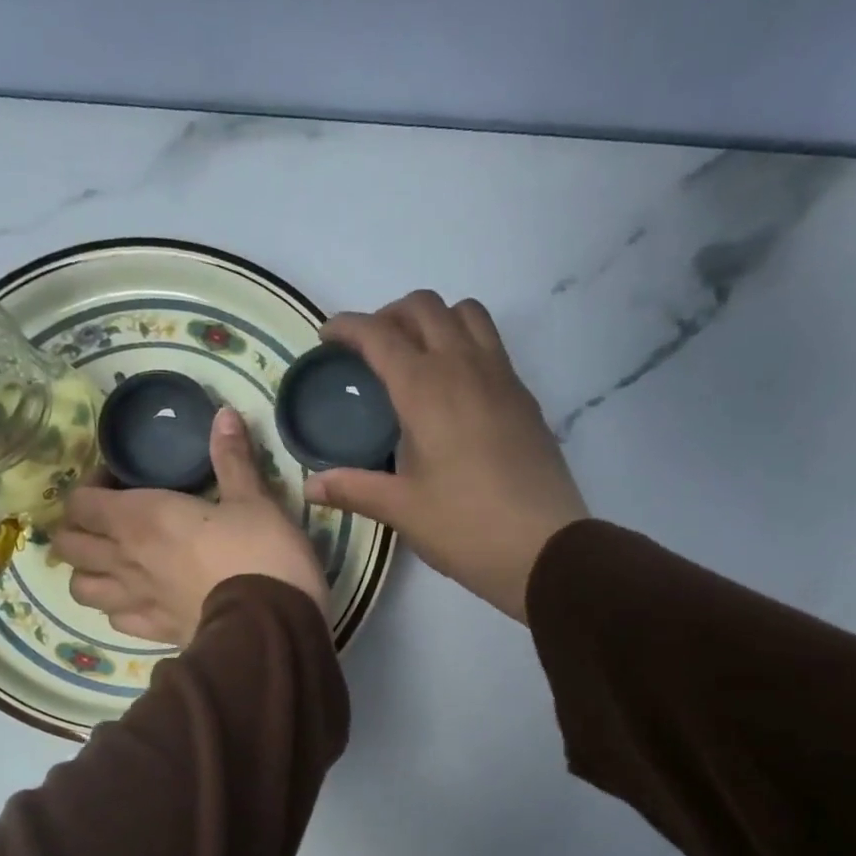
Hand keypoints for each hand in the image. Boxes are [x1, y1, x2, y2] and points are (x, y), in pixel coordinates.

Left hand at [55, 407, 329, 645]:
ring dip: (89, 572)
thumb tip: (224, 414)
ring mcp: (135, 601)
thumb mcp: (253, 499)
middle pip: (68, 545)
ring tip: (113, 564)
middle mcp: (125, 559)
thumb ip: (232, 459)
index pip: (80, 502)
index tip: (118, 481)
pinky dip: (118, 608)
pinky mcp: (154, 633)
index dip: (91, 487)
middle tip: (108, 522)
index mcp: (141, 518)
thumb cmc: (262, 552)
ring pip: (81, 588)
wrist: (271, 623)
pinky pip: (115, 620)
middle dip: (79, 529)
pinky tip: (138, 600)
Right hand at [302, 291, 586, 623]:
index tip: (328, 337)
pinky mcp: (524, 397)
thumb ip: (354, 489)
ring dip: (434, 320)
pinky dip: (465, 343)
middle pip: (425, 307)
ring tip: (416, 357)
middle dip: (390, 315)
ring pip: (466, 314)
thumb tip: (310, 486)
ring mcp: (501, 377)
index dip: (348, 327)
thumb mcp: (402, 509)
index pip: (380, 334)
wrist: (545, 548)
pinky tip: (454, 389)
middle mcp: (464, 367)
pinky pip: (491, 345)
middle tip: (370, 350)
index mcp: (426, 389)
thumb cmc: (464, 527)